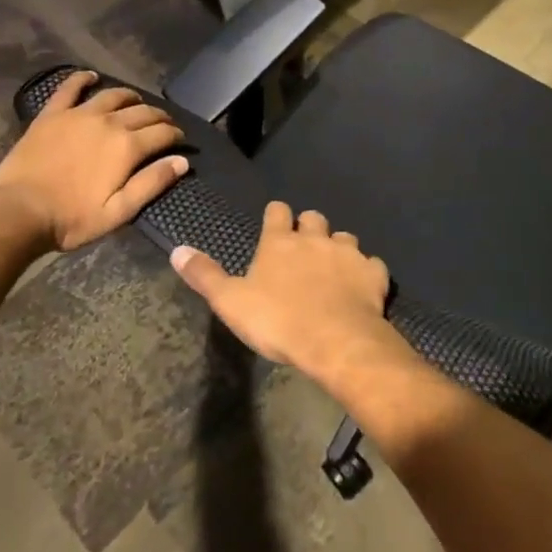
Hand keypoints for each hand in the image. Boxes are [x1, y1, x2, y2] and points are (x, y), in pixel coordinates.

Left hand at [0, 71, 187, 251]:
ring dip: (131, 97)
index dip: (176, 135)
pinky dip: (83, 79)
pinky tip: (91, 77)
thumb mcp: (119, 211)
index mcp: (127, 146)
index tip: (180, 141)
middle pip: (143, 111)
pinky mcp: (52, 114)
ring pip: (114, 95)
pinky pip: (70, 88)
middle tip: (164, 125)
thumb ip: (152, 183)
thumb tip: (182, 161)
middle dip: (159, 117)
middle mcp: (108, 122)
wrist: (18, 212)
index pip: (163, 132)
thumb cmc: (72, 218)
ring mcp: (79, 114)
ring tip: (136, 103)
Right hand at [170, 202, 396, 375]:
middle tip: (304, 246)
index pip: (277, 211)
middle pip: (314, 218)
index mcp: (280, 242)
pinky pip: (372, 265)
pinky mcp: (373, 273)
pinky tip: (362, 286)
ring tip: (333, 266)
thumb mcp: (230, 302)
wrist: (335, 340)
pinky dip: (366, 272)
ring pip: (345, 237)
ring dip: (338, 248)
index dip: (276, 215)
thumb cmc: (278, 321)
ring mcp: (348, 253)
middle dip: (309, 227)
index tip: (275, 222)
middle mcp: (316, 238)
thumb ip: (205, 275)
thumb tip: (177, 249)